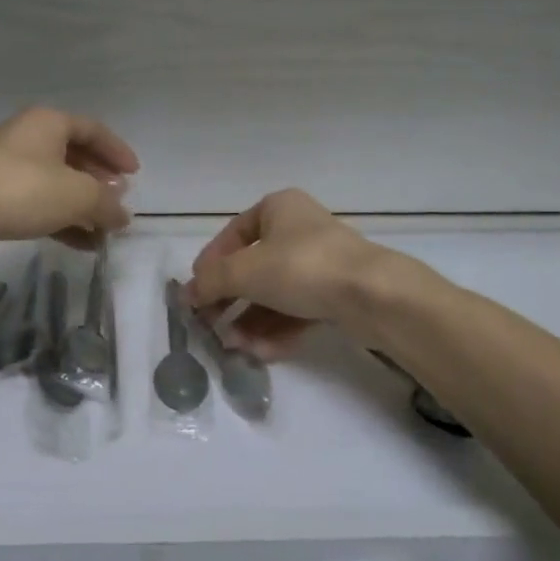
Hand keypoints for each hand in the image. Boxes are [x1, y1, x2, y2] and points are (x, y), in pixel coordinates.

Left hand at [0, 107, 137, 257]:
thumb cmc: (25, 188)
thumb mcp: (79, 195)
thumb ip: (107, 204)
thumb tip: (122, 216)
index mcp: (49, 122)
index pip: (93, 130)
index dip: (117, 151)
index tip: (135, 175)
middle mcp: (29, 137)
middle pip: (74, 156)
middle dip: (99, 182)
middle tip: (117, 202)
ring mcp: (10, 167)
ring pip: (56, 183)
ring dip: (83, 207)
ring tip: (104, 230)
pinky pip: (39, 204)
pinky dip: (62, 220)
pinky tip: (83, 244)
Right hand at [186, 190, 395, 359]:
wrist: (372, 294)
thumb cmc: (301, 267)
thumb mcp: (245, 271)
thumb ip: (211, 282)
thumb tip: (187, 294)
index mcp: (278, 208)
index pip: (233, 234)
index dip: (210, 264)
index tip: (196, 293)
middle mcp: (299, 230)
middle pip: (254, 268)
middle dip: (231, 301)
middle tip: (212, 326)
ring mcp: (321, 262)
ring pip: (275, 293)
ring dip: (252, 321)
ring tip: (236, 347)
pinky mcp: (337, 293)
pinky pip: (298, 309)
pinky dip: (278, 329)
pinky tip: (262, 352)